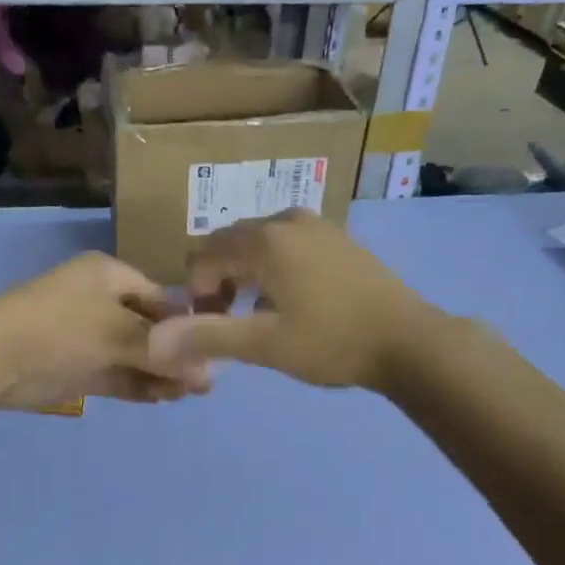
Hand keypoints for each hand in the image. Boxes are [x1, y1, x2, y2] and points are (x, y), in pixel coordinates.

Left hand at [0, 252, 208, 409]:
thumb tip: (209, 373)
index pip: (159, 296)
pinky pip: (115, 373)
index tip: (211, 348)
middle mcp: (98, 301)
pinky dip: (137, 384)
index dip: (184, 322)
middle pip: (147, 327)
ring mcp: (85, 335)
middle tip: (204, 381)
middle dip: (174, 353)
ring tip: (188, 394)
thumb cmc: (62, 329)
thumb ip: (163, 353)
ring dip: (158, 372)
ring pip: (132, 353)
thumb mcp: (119, 334)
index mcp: (107, 275)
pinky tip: (163, 398)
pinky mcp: (75, 366)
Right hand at [147, 211, 432, 390]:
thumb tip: (153, 342)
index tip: (211, 327)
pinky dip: (275, 270)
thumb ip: (206, 337)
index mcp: (264, 240)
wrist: (411, 341)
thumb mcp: (264, 344)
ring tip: (260, 317)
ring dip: (247, 277)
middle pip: (230, 245)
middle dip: (219, 282)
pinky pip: (288, 246)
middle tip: (231, 324)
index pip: (203, 254)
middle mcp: (286, 220)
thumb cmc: (332, 341)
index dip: (196, 291)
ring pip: (260, 246)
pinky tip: (293, 304)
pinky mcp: (339, 239)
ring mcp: (317, 226)